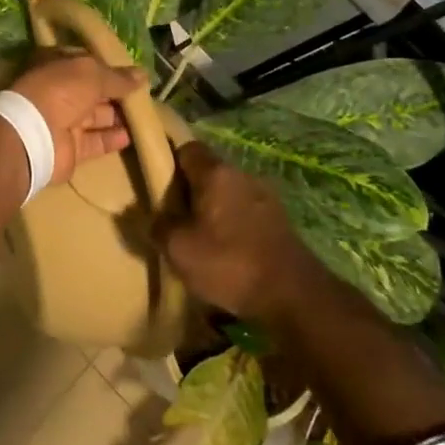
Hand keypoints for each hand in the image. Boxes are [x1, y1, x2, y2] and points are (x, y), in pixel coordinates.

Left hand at [9, 51, 147, 187]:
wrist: (34, 134)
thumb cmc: (60, 91)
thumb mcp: (92, 74)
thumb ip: (118, 77)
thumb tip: (143, 75)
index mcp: (56, 67)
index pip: (85, 63)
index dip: (107, 66)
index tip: (132, 71)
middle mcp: (58, 92)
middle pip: (92, 92)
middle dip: (116, 93)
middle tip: (145, 95)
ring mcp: (62, 121)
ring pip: (95, 117)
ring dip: (117, 116)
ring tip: (144, 115)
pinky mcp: (70, 148)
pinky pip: (95, 141)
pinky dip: (111, 139)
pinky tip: (131, 136)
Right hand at [156, 143, 318, 322]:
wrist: (293, 296)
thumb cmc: (229, 263)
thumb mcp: (179, 249)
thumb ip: (158, 226)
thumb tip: (150, 216)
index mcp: (216, 173)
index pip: (187, 148)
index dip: (169, 162)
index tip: (156, 185)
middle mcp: (243, 175)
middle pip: (208, 171)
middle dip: (189, 190)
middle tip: (173, 217)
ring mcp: (266, 197)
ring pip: (228, 193)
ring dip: (212, 209)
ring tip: (198, 238)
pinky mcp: (279, 221)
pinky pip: (245, 212)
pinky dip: (232, 225)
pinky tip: (225, 251)